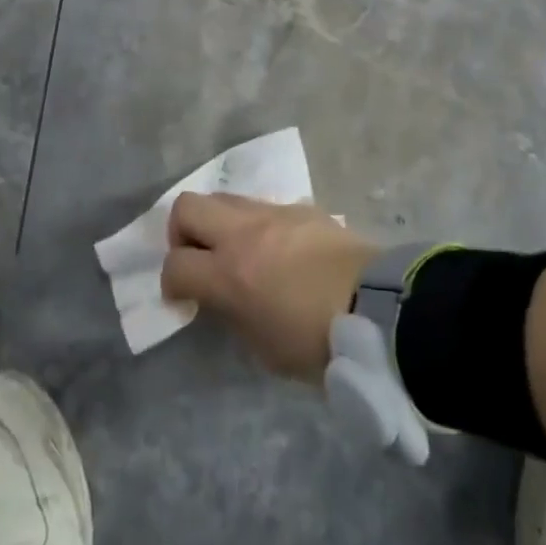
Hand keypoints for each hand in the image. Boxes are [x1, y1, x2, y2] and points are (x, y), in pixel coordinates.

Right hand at [162, 192, 380, 381]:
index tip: (184, 298)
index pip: (176, 265)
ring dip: (218, 222)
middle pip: (187, 206)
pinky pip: (262, 205)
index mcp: (229, 273)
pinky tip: (275, 249)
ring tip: (236, 251)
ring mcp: (272, 213)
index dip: (171, 283)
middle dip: (182, 232)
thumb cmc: (317, 341)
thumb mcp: (262, 346)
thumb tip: (221, 296)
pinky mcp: (299, 206)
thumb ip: (232, 313)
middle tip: (198, 258)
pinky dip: (255, 224)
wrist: (374, 305)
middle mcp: (243, 233)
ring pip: (224, 198)